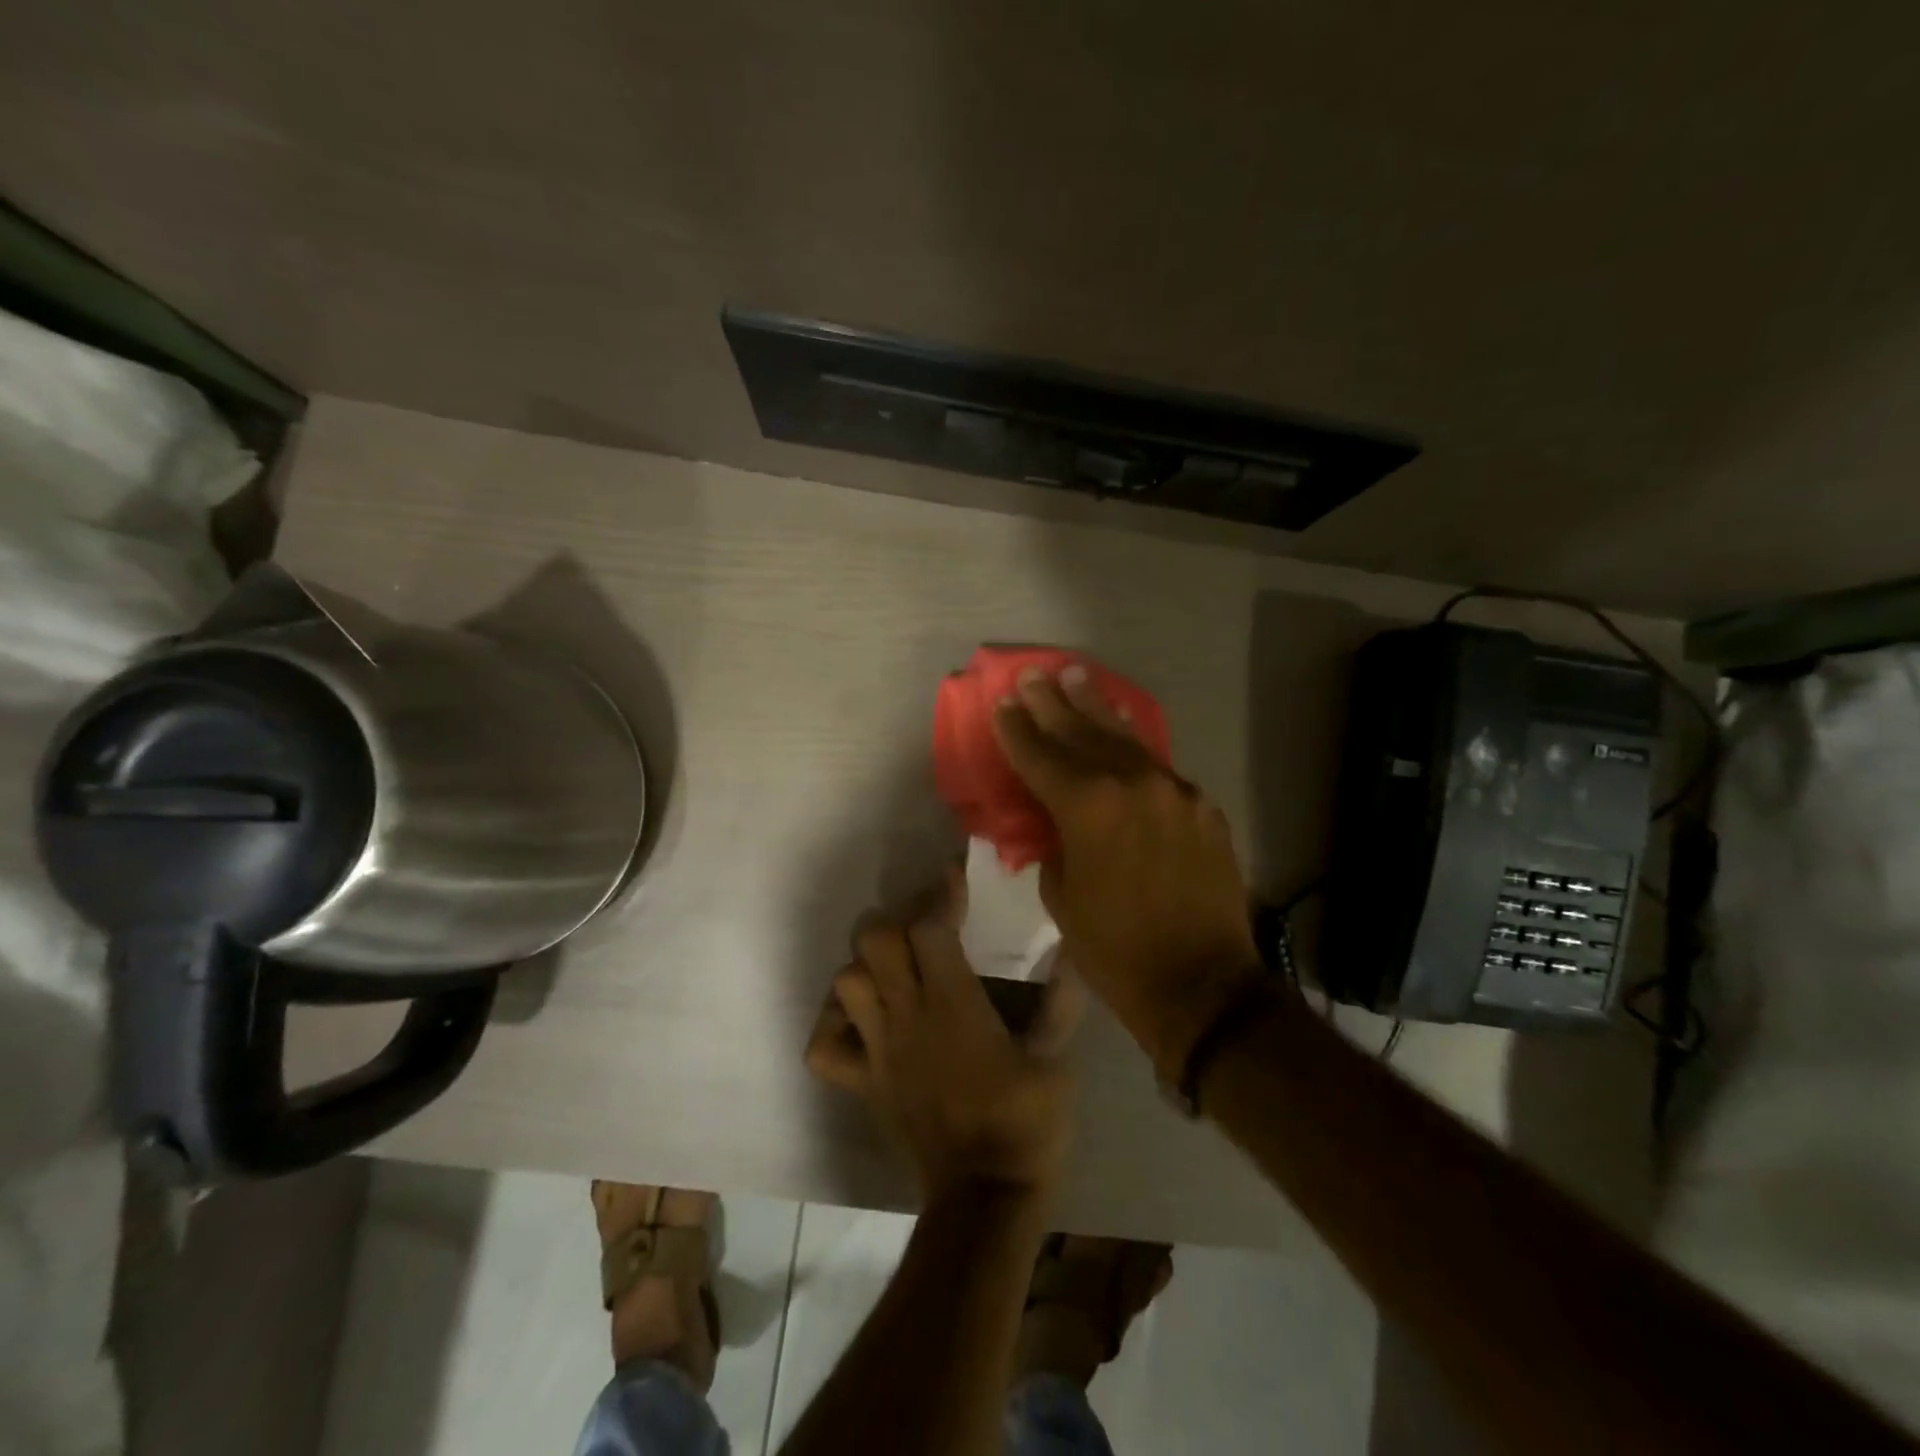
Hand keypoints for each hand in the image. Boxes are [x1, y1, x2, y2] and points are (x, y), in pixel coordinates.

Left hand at [805, 866, 1085, 1202]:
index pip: (930, 927)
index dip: (941, 894)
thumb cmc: (1026, 1124)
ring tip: (896, 967)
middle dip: (899, 919)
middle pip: (876, 941)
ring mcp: (878, 1051)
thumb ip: (1062, 1000)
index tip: (955, 877)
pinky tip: (861, 1021)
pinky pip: (825, 1048)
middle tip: (927, 924)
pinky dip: (834, 1025)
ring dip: (867, 965)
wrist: (985, 1199)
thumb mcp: (1056, 1059)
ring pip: (846, 983)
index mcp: (954, 1005)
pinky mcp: (863, 1084)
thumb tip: (1072, 949)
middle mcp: (907, 1017)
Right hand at [990, 665, 1271, 1077]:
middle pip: (1082, 733)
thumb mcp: (1062, 897)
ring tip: (1078, 677)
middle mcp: (1131, 784)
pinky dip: (1134, 745)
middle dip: (1052, 704)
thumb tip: (1058, 822)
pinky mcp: (1201, 806)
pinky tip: (1124, 728)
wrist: (1202, 984)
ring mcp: (1172, 791)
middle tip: (1033, 675)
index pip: (1040, 756)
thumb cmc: (1115, 949)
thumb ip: (1056, 844)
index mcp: (1087, 808)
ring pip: (1125, 739)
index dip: (1016, 730)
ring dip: (1098, 708)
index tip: (1001, 702)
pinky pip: (1158, 766)